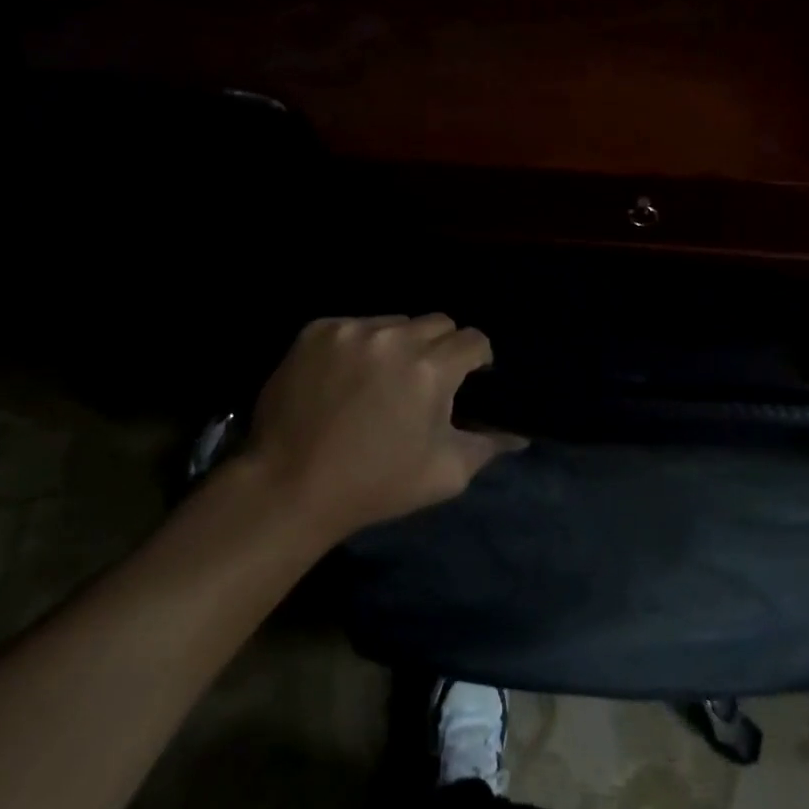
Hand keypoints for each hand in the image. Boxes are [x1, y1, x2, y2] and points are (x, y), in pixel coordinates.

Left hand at [242, 314, 523, 540]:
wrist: (289, 487)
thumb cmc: (375, 485)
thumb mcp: (443, 474)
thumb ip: (488, 446)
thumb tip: (520, 434)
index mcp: (431, 369)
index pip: (474, 339)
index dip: (477, 359)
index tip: (469, 378)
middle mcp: (395, 337)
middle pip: (438, 322)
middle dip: (440, 347)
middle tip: (424, 380)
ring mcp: (352, 329)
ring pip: (395, 321)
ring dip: (398, 344)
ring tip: (380, 378)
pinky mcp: (317, 330)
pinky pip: (354, 325)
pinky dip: (358, 345)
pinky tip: (345, 377)